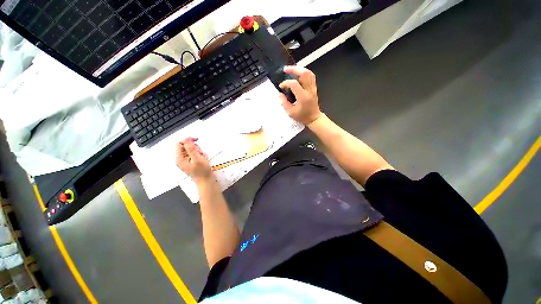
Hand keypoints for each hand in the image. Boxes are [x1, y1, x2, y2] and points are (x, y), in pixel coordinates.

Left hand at [176, 138, 212, 182]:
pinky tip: (204, 159)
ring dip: (198, 151)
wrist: (207, 181)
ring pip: (192, 150)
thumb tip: (186, 139)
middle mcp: (182, 159)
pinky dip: (200, 155)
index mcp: (180, 158)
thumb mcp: (197, 159)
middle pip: (186, 146)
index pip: (180, 143)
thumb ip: (191, 148)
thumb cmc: (202, 172)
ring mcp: (187, 161)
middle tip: (200, 153)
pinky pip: (195, 154)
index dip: (188, 140)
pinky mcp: (192, 162)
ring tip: (203, 157)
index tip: (197, 140)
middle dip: (195, 147)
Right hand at [278, 66, 321, 124]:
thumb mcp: (291, 112)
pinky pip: (310, 76)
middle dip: (294, 69)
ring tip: (291, 70)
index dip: (286, 83)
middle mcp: (309, 90)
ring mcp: (313, 88)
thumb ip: (284, 103)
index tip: (281, 87)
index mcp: (303, 97)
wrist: (314, 118)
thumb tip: (280, 94)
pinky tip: (298, 74)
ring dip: (299, 69)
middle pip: (304, 74)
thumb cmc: (302, 116)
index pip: (294, 84)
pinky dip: (303, 73)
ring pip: (308, 73)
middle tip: (285, 69)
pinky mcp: (314, 88)